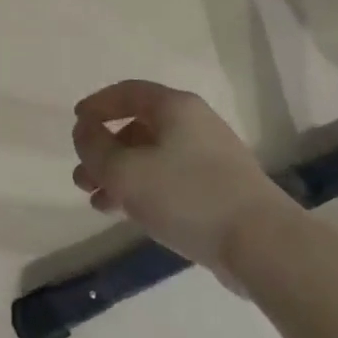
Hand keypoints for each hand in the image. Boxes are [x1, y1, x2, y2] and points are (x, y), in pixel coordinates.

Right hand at [71, 80, 295, 278]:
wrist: (262, 245)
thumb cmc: (187, 196)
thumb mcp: (125, 171)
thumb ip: (94, 147)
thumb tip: (84, 131)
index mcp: (175, 107)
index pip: (127, 92)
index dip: (97, 105)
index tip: (76, 124)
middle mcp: (194, 124)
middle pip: (138, 128)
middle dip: (104, 151)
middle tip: (82, 176)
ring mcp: (210, 158)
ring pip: (151, 158)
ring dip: (119, 175)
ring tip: (97, 201)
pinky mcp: (219, 190)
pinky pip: (169, 180)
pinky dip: (143, 190)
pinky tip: (126, 214)